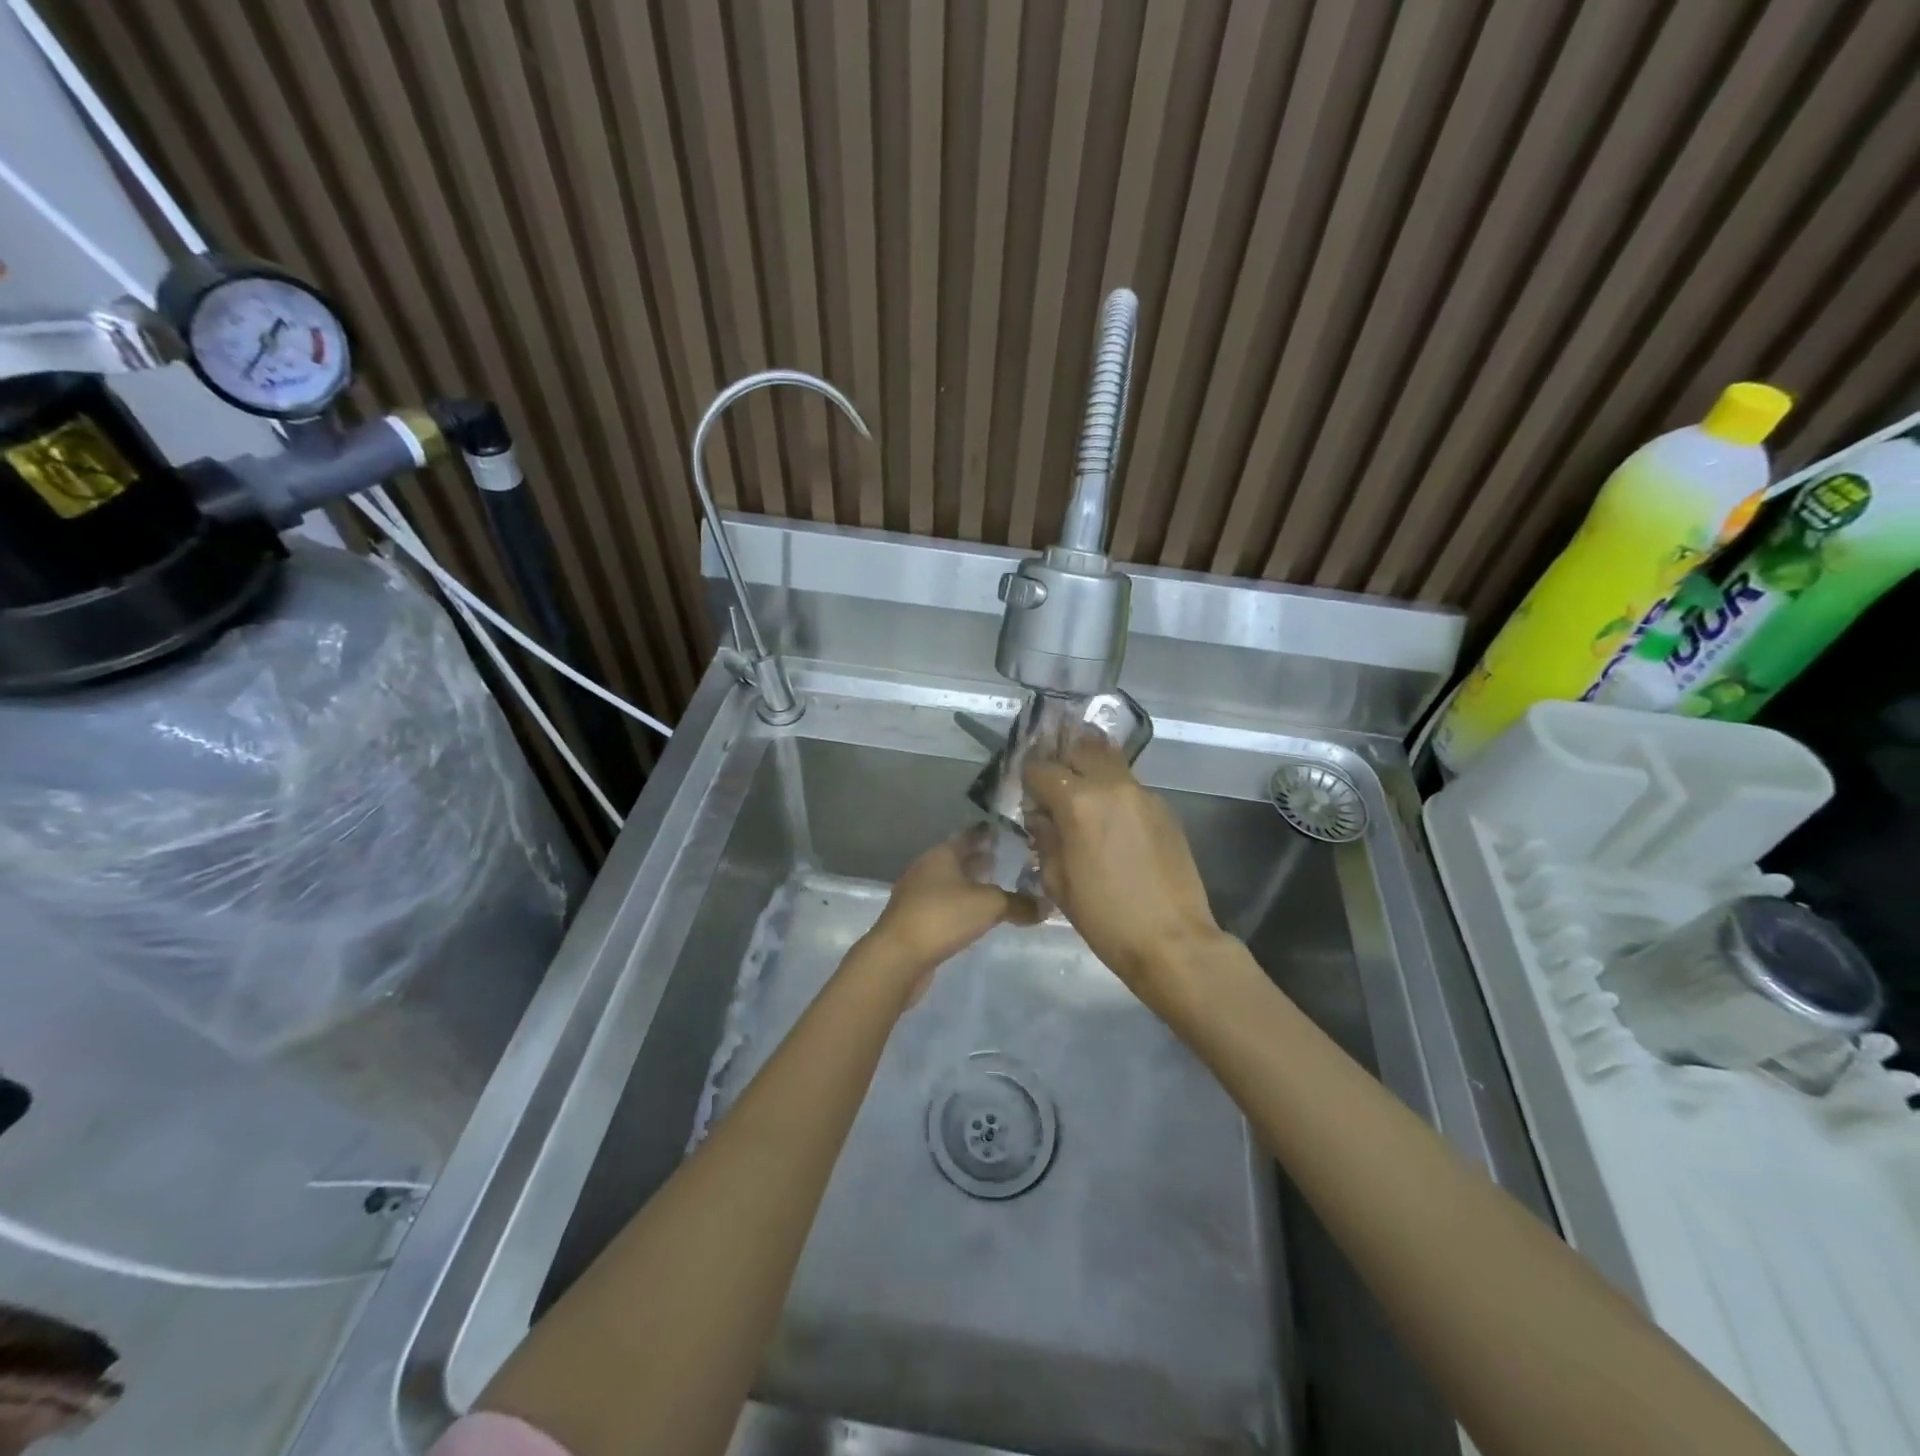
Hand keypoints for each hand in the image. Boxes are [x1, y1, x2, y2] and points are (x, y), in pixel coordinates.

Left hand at [864, 827, 1037, 1001]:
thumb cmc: (943, 917)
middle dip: (983, 861)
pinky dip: (961, 907)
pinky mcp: (915, 920)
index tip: (1014, 835)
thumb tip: (1047, 906)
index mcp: (941, 854)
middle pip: (960, 860)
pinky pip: (944, 906)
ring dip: (972, 886)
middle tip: (1012, 863)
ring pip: (951, 884)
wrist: (898, 957)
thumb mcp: (989, 905)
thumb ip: (1020, 904)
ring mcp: (917, 895)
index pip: (971, 836)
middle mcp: (927, 868)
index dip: (991, 835)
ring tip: (998, 890)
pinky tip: (976, 917)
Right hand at [1022, 735, 1223, 1004]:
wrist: (1172, 940)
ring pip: (1111, 763)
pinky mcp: (1165, 809)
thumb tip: (1042, 817)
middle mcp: (1112, 786)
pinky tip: (1113, 822)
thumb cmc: (1105, 917)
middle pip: (1082, 748)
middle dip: (1063, 761)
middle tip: (1055, 785)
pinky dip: (1116, 793)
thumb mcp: (1058, 882)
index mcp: (1078, 802)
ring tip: (1084, 798)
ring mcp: (1144, 794)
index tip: (1027, 795)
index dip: (1029, 779)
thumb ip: (1046, 838)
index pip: (1042, 769)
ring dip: (1092, 772)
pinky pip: (1131, 787)